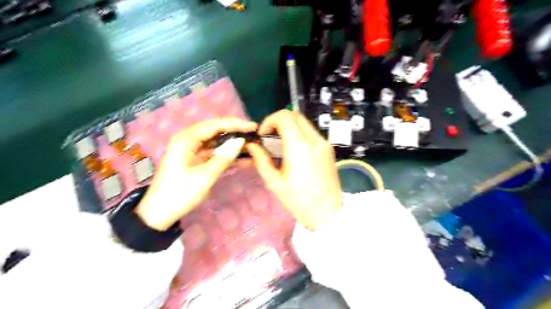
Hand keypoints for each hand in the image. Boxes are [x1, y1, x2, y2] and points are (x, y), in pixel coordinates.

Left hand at [138, 118, 257, 230]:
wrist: (160, 213)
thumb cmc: (180, 194)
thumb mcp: (204, 177)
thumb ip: (223, 158)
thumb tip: (241, 142)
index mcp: (186, 140)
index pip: (214, 125)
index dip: (235, 124)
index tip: (252, 127)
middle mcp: (188, 140)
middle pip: (215, 130)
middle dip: (235, 132)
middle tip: (254, 135)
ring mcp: (192, 150)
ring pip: (216, 141)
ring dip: (232, 144)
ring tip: (251, 145)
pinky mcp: (195, 159)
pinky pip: (214, 153)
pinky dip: (227, 155)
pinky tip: (242, 158)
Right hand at [247, 110, 342, 229]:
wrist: (328, 213)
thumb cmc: (299, 201)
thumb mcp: (275, 182)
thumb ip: (261, 160)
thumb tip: (251, 146)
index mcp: (299, 147)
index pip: (284, 117)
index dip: (269, 121)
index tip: (263, 134)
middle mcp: (314, 140)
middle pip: (295, 115)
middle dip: (278, 120)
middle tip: (269, 136)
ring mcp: (324, 143)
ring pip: (304, 122)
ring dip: (289, 126)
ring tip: (280, 143)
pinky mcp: (328, 148)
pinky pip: (311, 132)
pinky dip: (299, 133)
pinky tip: (293, 149)